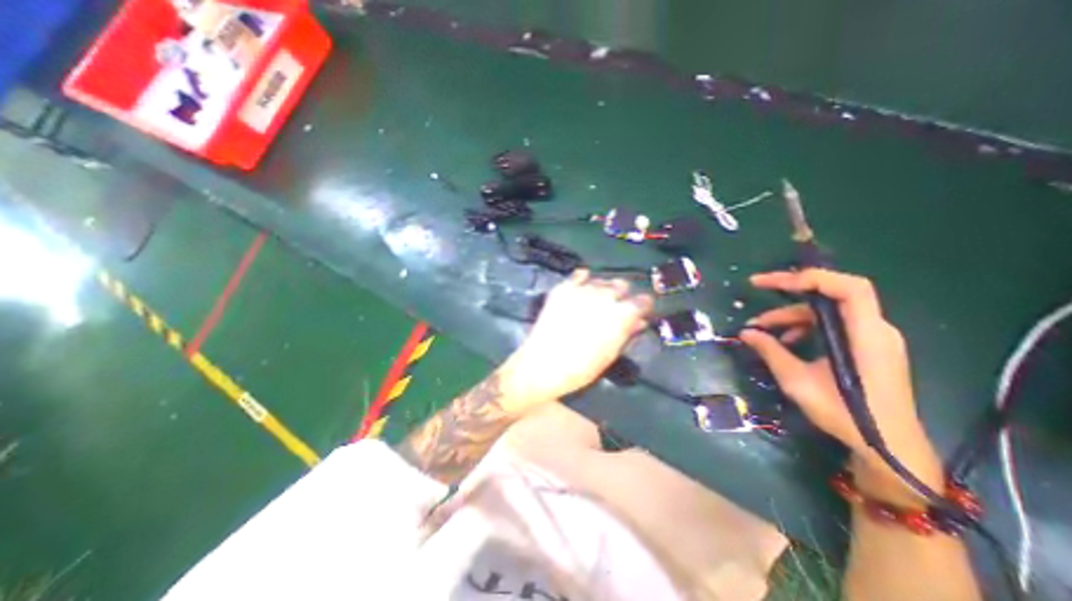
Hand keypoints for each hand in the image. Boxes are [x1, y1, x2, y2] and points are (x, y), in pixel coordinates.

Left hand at [500, 270, 653, 408]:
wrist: (543, 365)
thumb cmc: (582, 367)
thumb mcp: (610, 354)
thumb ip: (627, 333)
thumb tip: (640, 320)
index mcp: (621, 314)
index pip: (642, 300)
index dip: (642, 306)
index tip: (640, 311)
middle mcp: (604, 296)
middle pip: (621, 285)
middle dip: (622, 295)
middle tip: (616, 307)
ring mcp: (582, 290)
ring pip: (601, 280)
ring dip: (603, 289)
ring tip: (597, 300)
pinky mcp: (563, 289)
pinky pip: (579, 275)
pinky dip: (583, 280)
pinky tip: (582, 287)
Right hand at [743, 269, 938, 500]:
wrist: (888, 448)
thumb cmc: (846, 416)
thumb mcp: (798, 382)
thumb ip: (771, 352)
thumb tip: (745, 333)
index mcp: (866, 336)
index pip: (849, 288)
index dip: (811, 278)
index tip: (771, 283)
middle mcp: (874, 330)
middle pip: (832, 293)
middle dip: (791, 289)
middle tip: (757, 287)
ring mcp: (872, 338)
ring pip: (827, 310)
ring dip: (792, 314)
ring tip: (762, 328)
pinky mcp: (867, 347)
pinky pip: (832, 325)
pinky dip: (805, 327)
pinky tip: (786, 342)